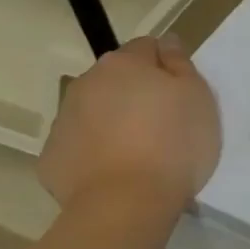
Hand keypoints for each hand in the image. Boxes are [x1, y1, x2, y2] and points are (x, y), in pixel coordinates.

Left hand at [39, 34, 221, 213]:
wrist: (125, 205)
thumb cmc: (173, 144)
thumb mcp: (198, 96)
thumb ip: (180, 63)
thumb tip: (166, 43)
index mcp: (123, 63)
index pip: (147, 47)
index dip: (166, 67)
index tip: (181, 94)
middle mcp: (86, 83)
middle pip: (116, 79)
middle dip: (136, 93)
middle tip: (163, 124)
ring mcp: (63, 120)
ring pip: (95, 111)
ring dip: (114, 121)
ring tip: (140, 153)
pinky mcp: (51, 158)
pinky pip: (80, 145)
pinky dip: (96, 152)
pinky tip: (116, 173)